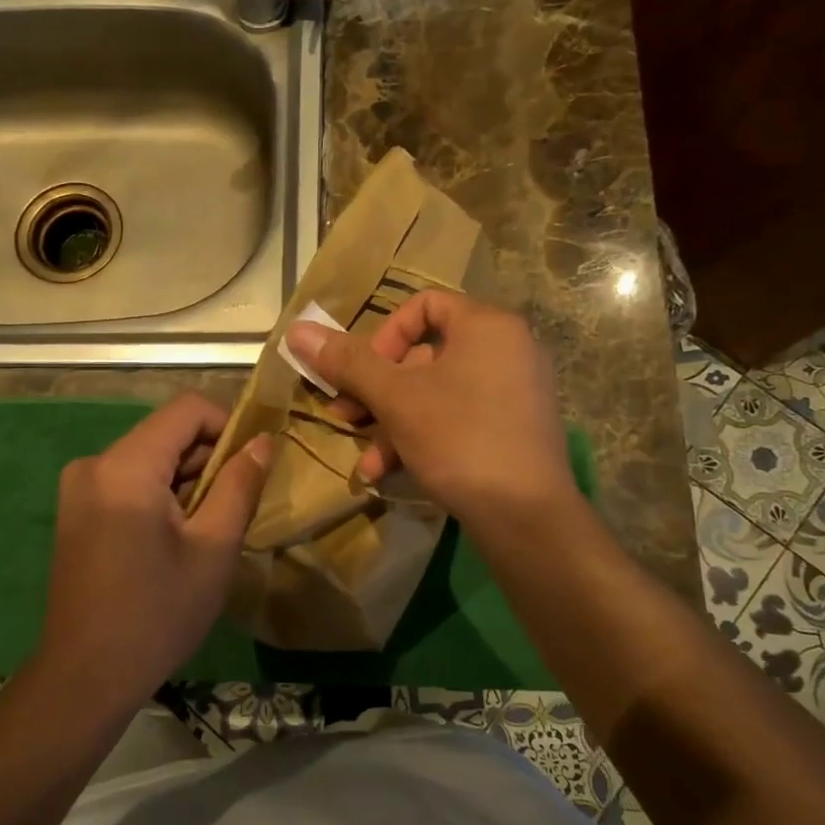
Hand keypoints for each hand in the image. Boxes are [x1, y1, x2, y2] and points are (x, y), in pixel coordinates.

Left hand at [36, 394, 271, 715]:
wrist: (85, 676)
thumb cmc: (158, 614)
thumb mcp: (214, 548)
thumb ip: (240, 484)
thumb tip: (262, 441)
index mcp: (126, 466)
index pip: (186, 409)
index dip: (228, 425)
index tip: (251, 465)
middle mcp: (95, 463)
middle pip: (166, 432)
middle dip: (208, 458)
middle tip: (237, 504)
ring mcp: (80, 486)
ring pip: (150, 456)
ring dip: (187, 479)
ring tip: (210, 527)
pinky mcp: (76, 509)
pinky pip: (130, 479)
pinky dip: (161, 493)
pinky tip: (177, 537)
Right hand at [284, 292, 573, 530]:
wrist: (527, 518)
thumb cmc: (460, 439)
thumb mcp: (396, 399)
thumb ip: (347, 362)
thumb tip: (297, 330)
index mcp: (487, 326)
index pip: (423, 306)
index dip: (382, 336)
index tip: (360, 373)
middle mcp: (507, 349)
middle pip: (425, 354)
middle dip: (376, 389)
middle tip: (345, 415)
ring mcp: (514, 391)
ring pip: (436, 392)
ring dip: (391, 422)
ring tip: (364, 457)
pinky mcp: (513, 429)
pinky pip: (458, 417)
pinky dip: (421, 437)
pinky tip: (387, 472)